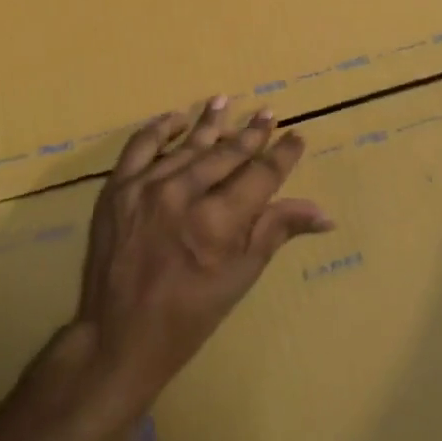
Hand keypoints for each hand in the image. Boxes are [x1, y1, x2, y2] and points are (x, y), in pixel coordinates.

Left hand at [69, 98, 332, 418]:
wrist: (117, 338)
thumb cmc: (188, 315)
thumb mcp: (239, 278)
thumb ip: (276, 231)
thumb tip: (324, 213)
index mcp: (216, 223)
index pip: (260, 176)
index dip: (281, 155)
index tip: (295, 137)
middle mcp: (182, 195)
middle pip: (226, 154)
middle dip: (251, 134)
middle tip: (267, 113)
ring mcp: (145, 187)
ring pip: (187, 145)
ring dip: (209, 124)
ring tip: (224, 101)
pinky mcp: (117, 188)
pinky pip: (141, 146)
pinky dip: (160, 129)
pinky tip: (176, 120)